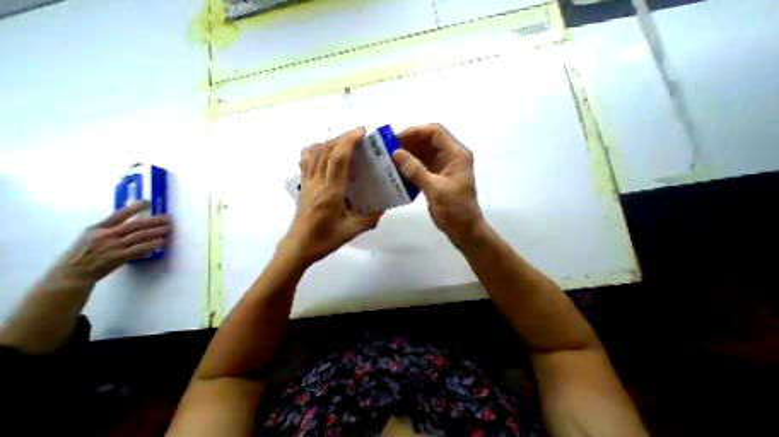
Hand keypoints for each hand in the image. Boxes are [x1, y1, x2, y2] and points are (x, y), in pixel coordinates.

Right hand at [54, 203, 170, 284]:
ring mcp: (111, 247)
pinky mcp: (117, 257)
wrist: (71, 274)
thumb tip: (137, 219)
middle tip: (168, 218)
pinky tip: (161, 241)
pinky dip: (151, 245)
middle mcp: (104, 236)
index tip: (146, 201)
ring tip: (168, 228)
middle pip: (134, 225)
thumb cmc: (85, 253)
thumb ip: (113, 228)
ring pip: (139, 236)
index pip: (117, 216)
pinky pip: (138, 249)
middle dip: (153, 221)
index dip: (132, 208)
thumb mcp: (92, 236)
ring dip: (156, 231)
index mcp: (97, 229)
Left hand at [283, 127, 381, 261]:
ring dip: (329, 142)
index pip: (338, 159)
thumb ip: (370, 218)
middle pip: (326, 150)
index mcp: (331, 192)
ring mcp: (307, 182)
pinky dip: (316, 150)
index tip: (361, 132)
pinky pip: (306, 160)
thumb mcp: (352, 231)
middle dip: (343, 137)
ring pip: (314, 152)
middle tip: (358, 136)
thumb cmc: (325, 239)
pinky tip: (325, 154)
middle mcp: (317, 182)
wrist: (299, 246)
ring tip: (344, 143)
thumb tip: (383, 206)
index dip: (349, 141)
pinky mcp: (303, 185)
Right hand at [393, 123, 484, 245]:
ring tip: (389, 159)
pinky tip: (397, 171)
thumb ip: (416, 170)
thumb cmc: (455, 210)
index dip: (415, 132)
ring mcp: (443, 167)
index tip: (396, 139)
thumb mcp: (436, 189)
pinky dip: (409, 167)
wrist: (464, 231)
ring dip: (407, 155)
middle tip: (388, 150)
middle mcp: (450, 157)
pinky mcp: (436, 178)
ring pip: (423, 154)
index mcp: (456, 154)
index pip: (435, 132)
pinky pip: (421, 166)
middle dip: (408, 143)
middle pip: (428, 141)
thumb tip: (396, 153)